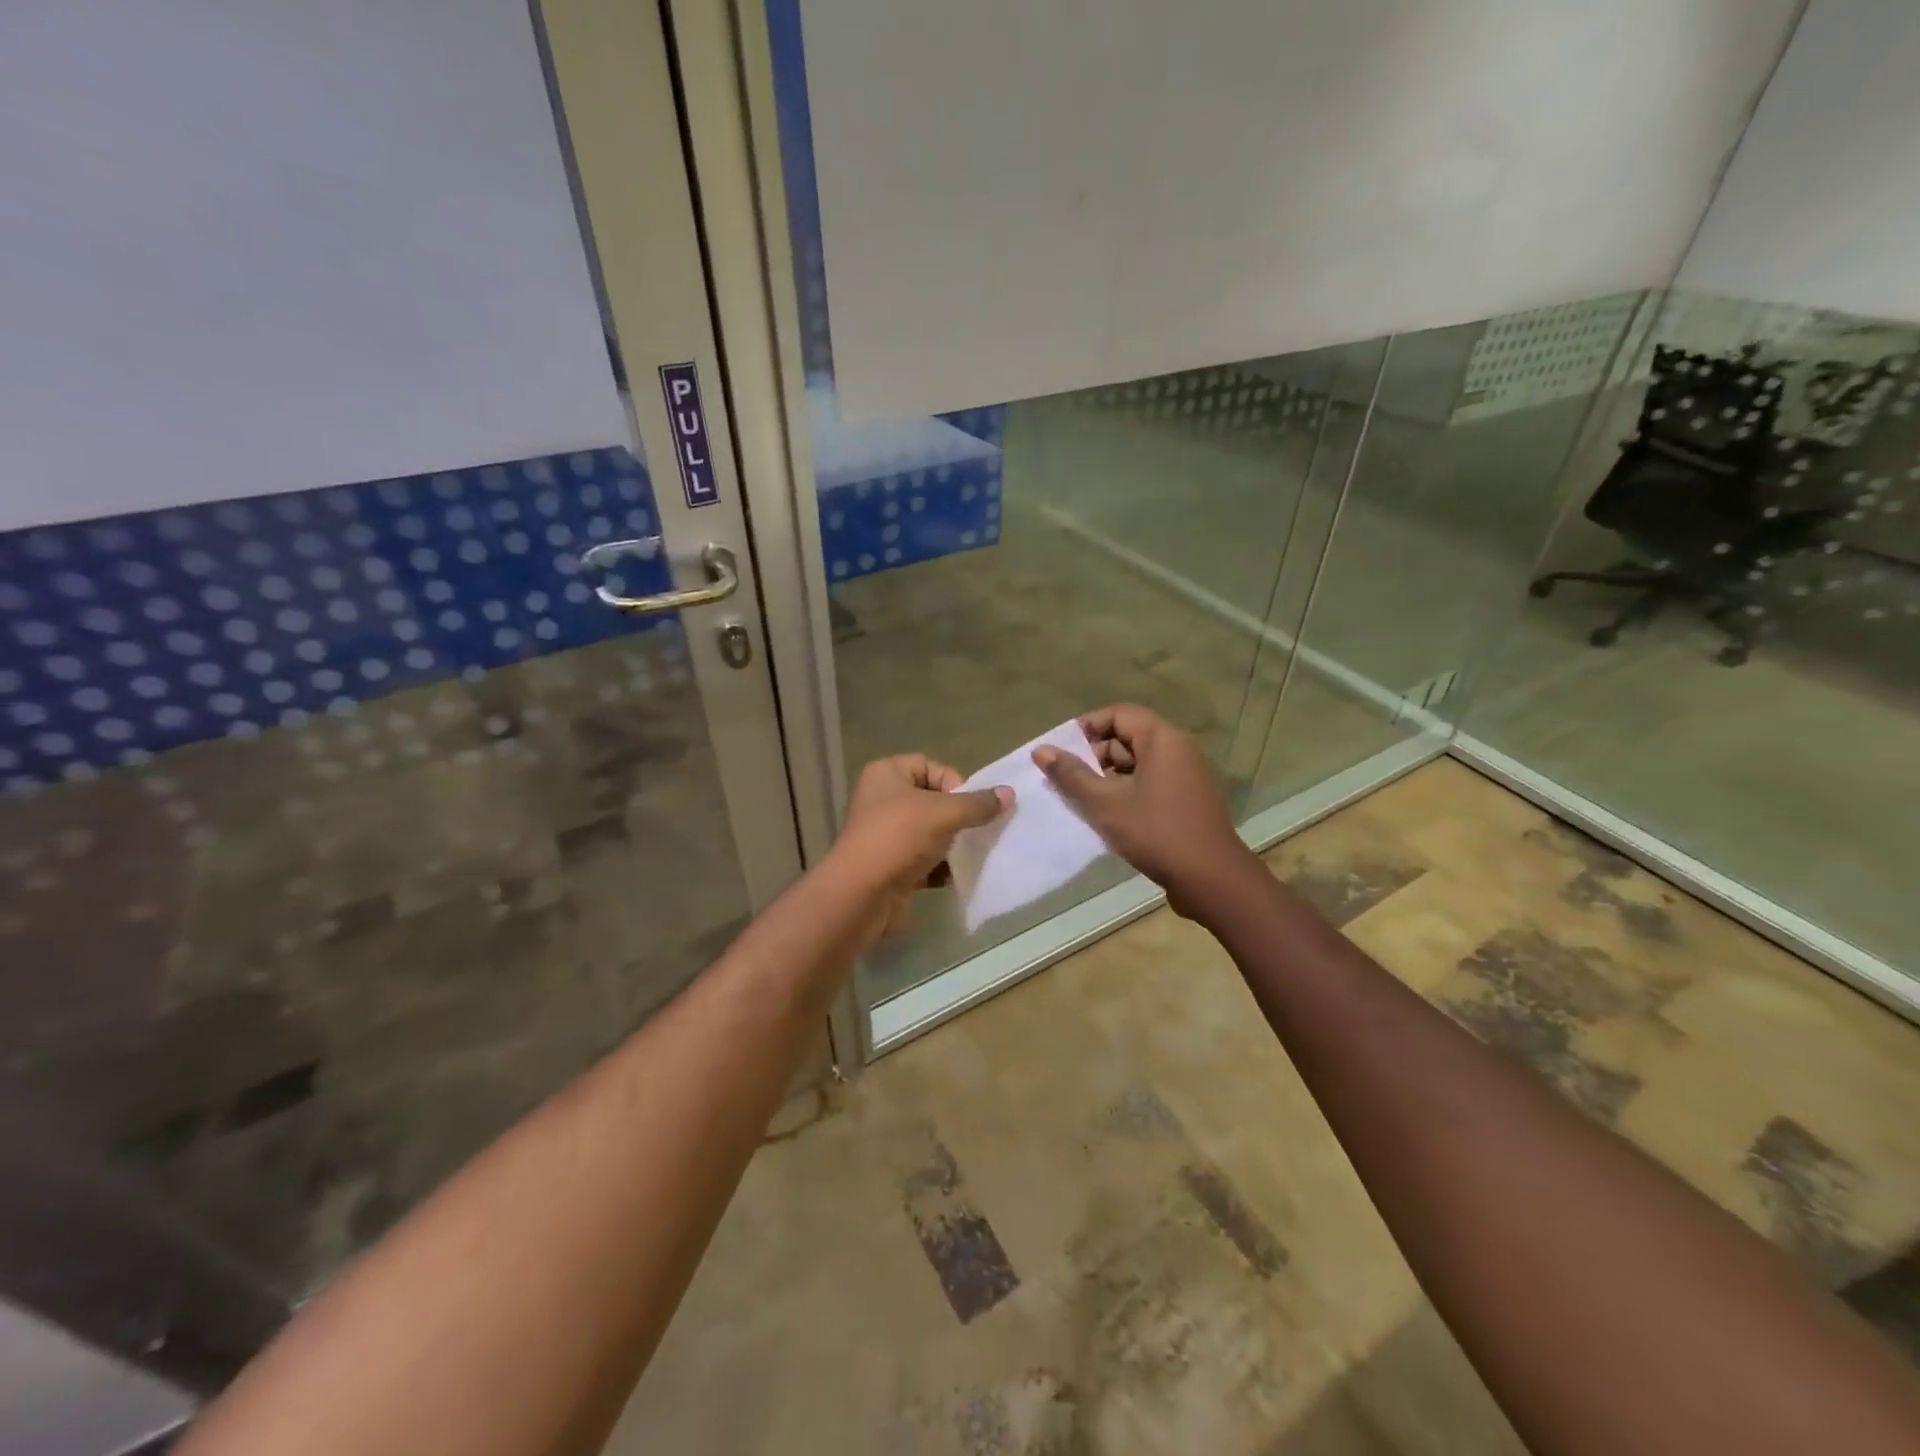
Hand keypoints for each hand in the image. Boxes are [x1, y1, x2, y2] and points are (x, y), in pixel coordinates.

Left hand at [830, 754, 1010, 937]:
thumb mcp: (944, 813)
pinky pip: (924, 860)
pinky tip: (957, 876)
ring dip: (952, 843)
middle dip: (958, 816)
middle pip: (932, 800)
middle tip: (976, 830)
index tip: (968, 806)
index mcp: (886, 775)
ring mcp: (885, 835)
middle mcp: (882, 800)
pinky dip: (941, 867)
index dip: (953, 782)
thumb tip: (1009, 794)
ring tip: (970, 854)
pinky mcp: (891, 866)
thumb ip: (978, 804)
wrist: (862, 895)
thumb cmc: (899, 838)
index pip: (929, 765)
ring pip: (930, 832)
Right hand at [1032, 704, 1254, 916]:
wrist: (1212, 879)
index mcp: (1162, 740)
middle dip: (1095, 754)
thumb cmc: (1156, 833)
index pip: (1118, 713)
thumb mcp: (1105, 804)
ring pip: (1138, 763)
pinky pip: (1150, 781)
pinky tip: (1108, 815)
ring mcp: (1186, 775)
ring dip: (1108, 776)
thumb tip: (1041, 750)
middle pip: (1128, 737)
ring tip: (1082, 800)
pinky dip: (1126, 790)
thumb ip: (1072, 775)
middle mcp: (1178, 749)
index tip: (1062, 751)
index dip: (1087, 727)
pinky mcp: (1187, 799)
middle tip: (1068, 780)